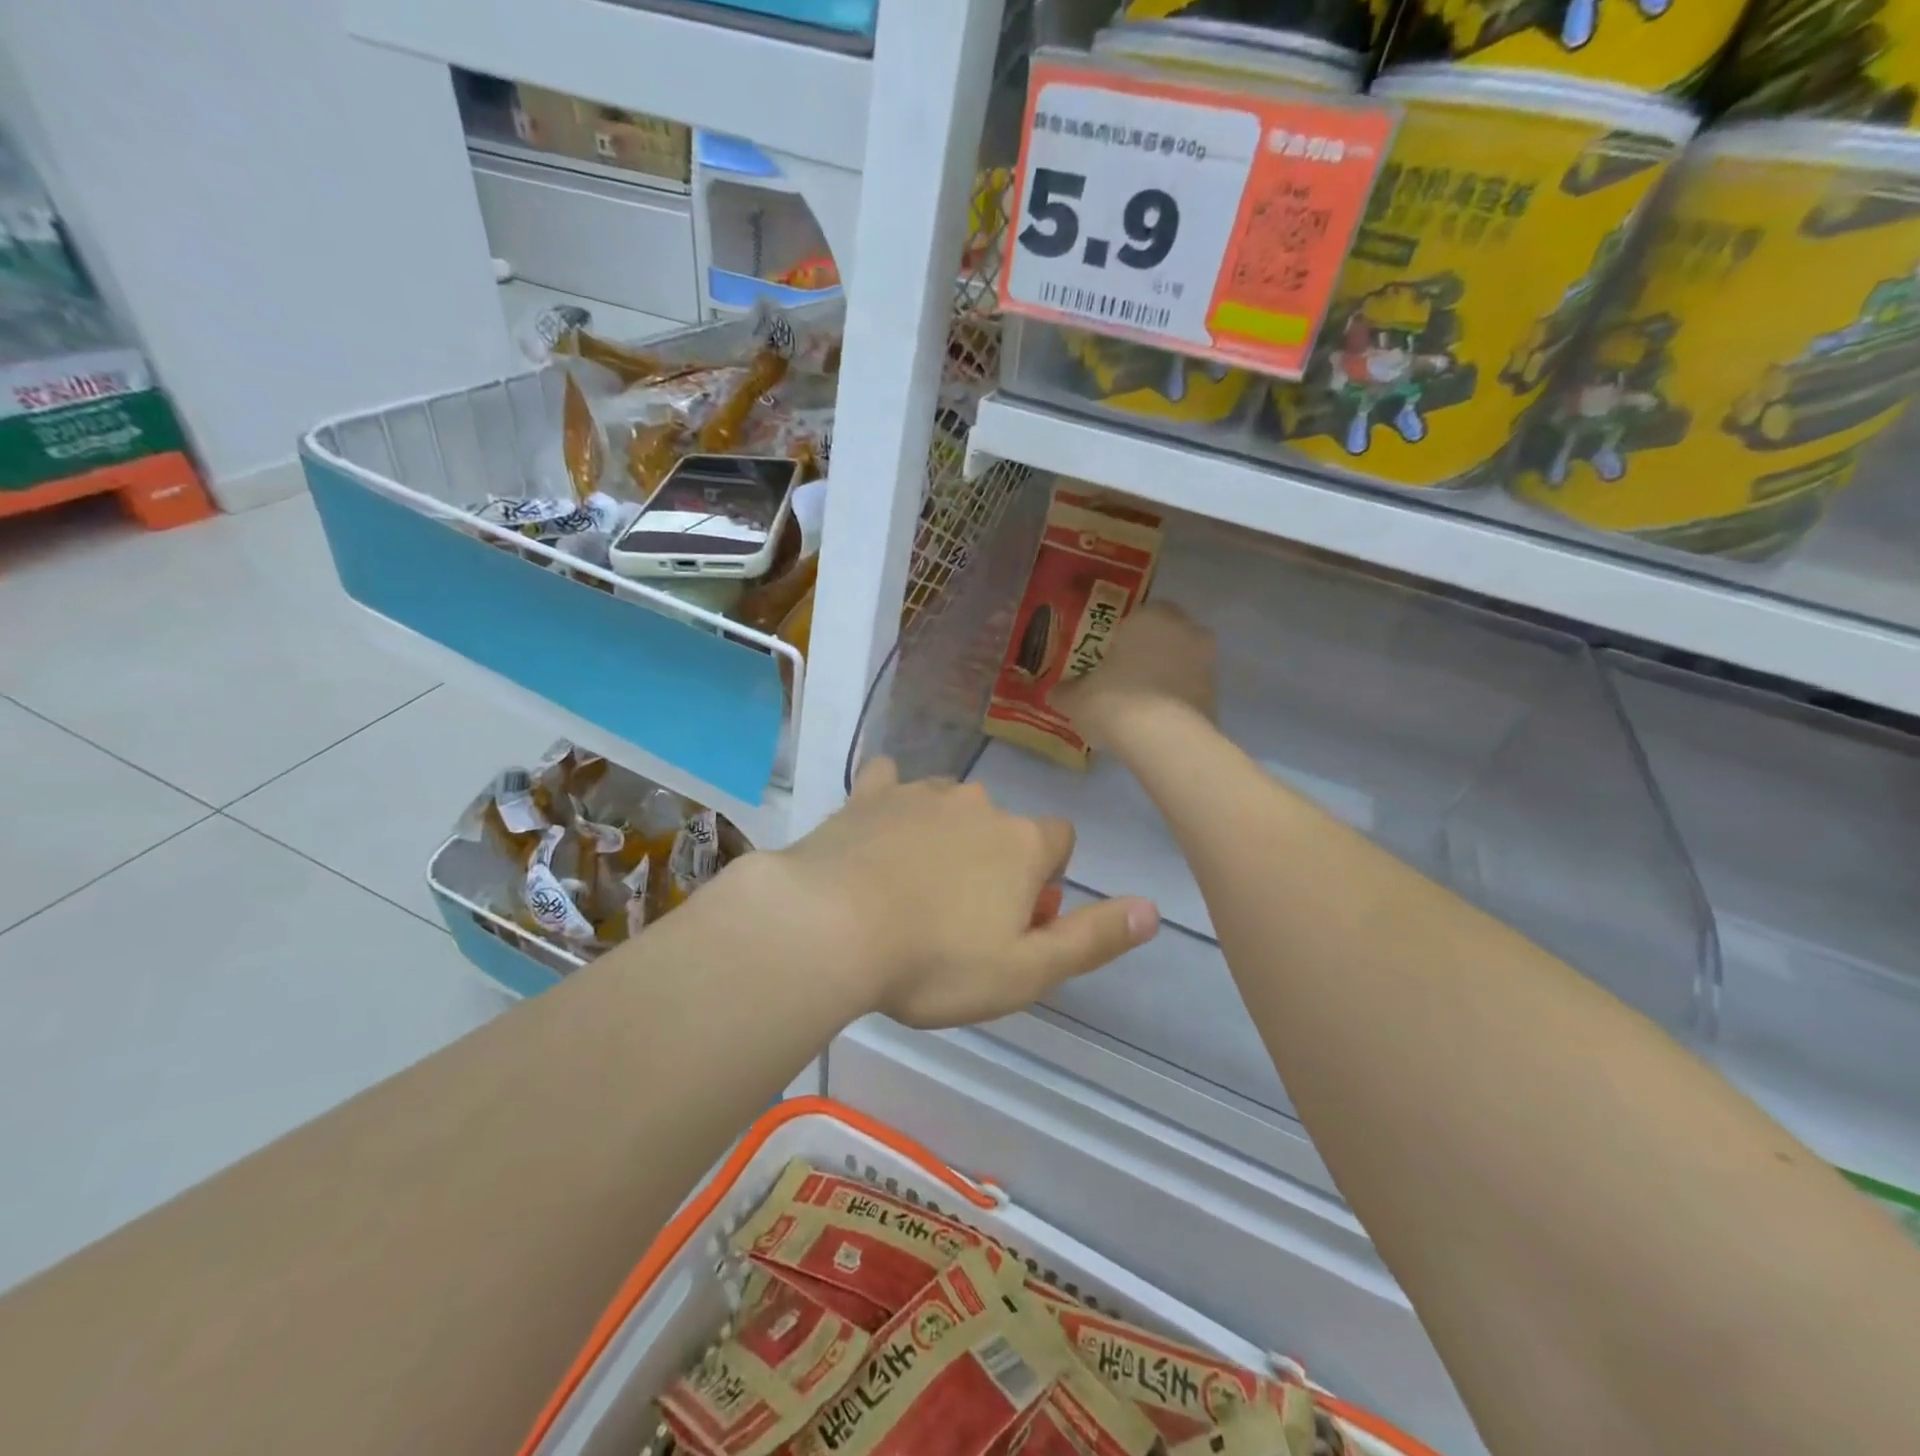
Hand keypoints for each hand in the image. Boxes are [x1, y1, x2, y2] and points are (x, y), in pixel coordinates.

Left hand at [767, 760, 1157, 1028]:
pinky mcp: (869, 794)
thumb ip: (1093, 938)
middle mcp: (978, 804)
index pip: (1059, 841)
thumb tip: (1153, 909)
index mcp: (1021, 842)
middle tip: (960, 919)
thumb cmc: (935, 961)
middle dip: (994, 863)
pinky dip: (890, 801)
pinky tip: (876, 827)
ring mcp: (920, 793)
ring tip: (913, 889)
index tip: (1019, 919)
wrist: (830, 927)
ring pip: (950, 807)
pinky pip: (889, 783)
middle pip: (1003, 827)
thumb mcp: (1027, 971)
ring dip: (945, 837)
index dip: (1046, 879)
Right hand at [1054, 601, 1216, 748]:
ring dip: (1164, 677)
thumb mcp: (1076, 698)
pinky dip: (1175, 701)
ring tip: (1139, 703)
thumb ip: (1066, 691)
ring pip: (1180, 663)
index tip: (1106, 656)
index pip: (1138, 615)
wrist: (1162, 738)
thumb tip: (1056, 692)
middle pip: (1163, 637)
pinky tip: (1155, 721)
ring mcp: (1206, 662)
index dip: (1121, 636)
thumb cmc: (1114, 701)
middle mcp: (1185, 629)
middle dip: (1147, 653)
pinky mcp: (1217, 694)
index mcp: (1150, 616)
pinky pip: (1189, 690)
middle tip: (1122, 677)